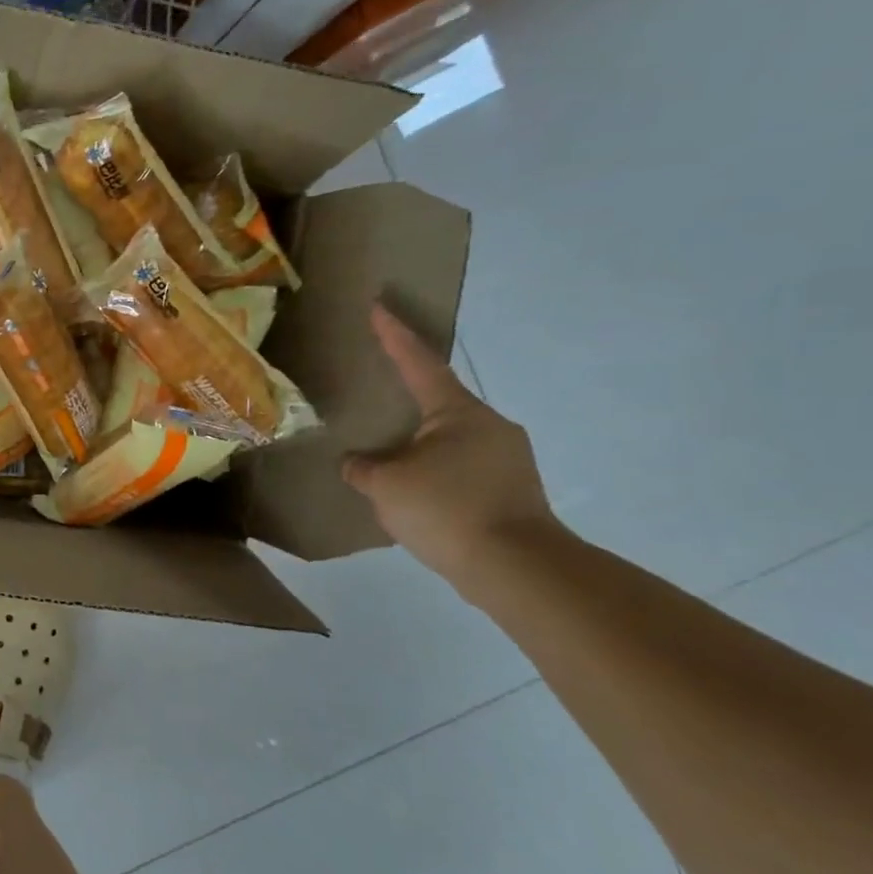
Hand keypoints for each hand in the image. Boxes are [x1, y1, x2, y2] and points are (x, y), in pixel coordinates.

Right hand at [342, 304, 559, 585]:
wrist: (515, 566)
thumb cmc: (446, 509)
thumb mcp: (385, 486)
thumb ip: (362, 468)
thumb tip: (357, 462)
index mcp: (458, 412)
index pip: (419, 364)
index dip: (395, 336)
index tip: (379, 307)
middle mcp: (490, 425)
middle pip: (439, 404)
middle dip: (408, 406)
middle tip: (377, 409)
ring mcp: (508, 458)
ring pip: (451, 440)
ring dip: (420, 447)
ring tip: (389, 464)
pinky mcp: (513, 489)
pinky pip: (462, 468)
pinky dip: (436, 474)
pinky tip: (415, 495)